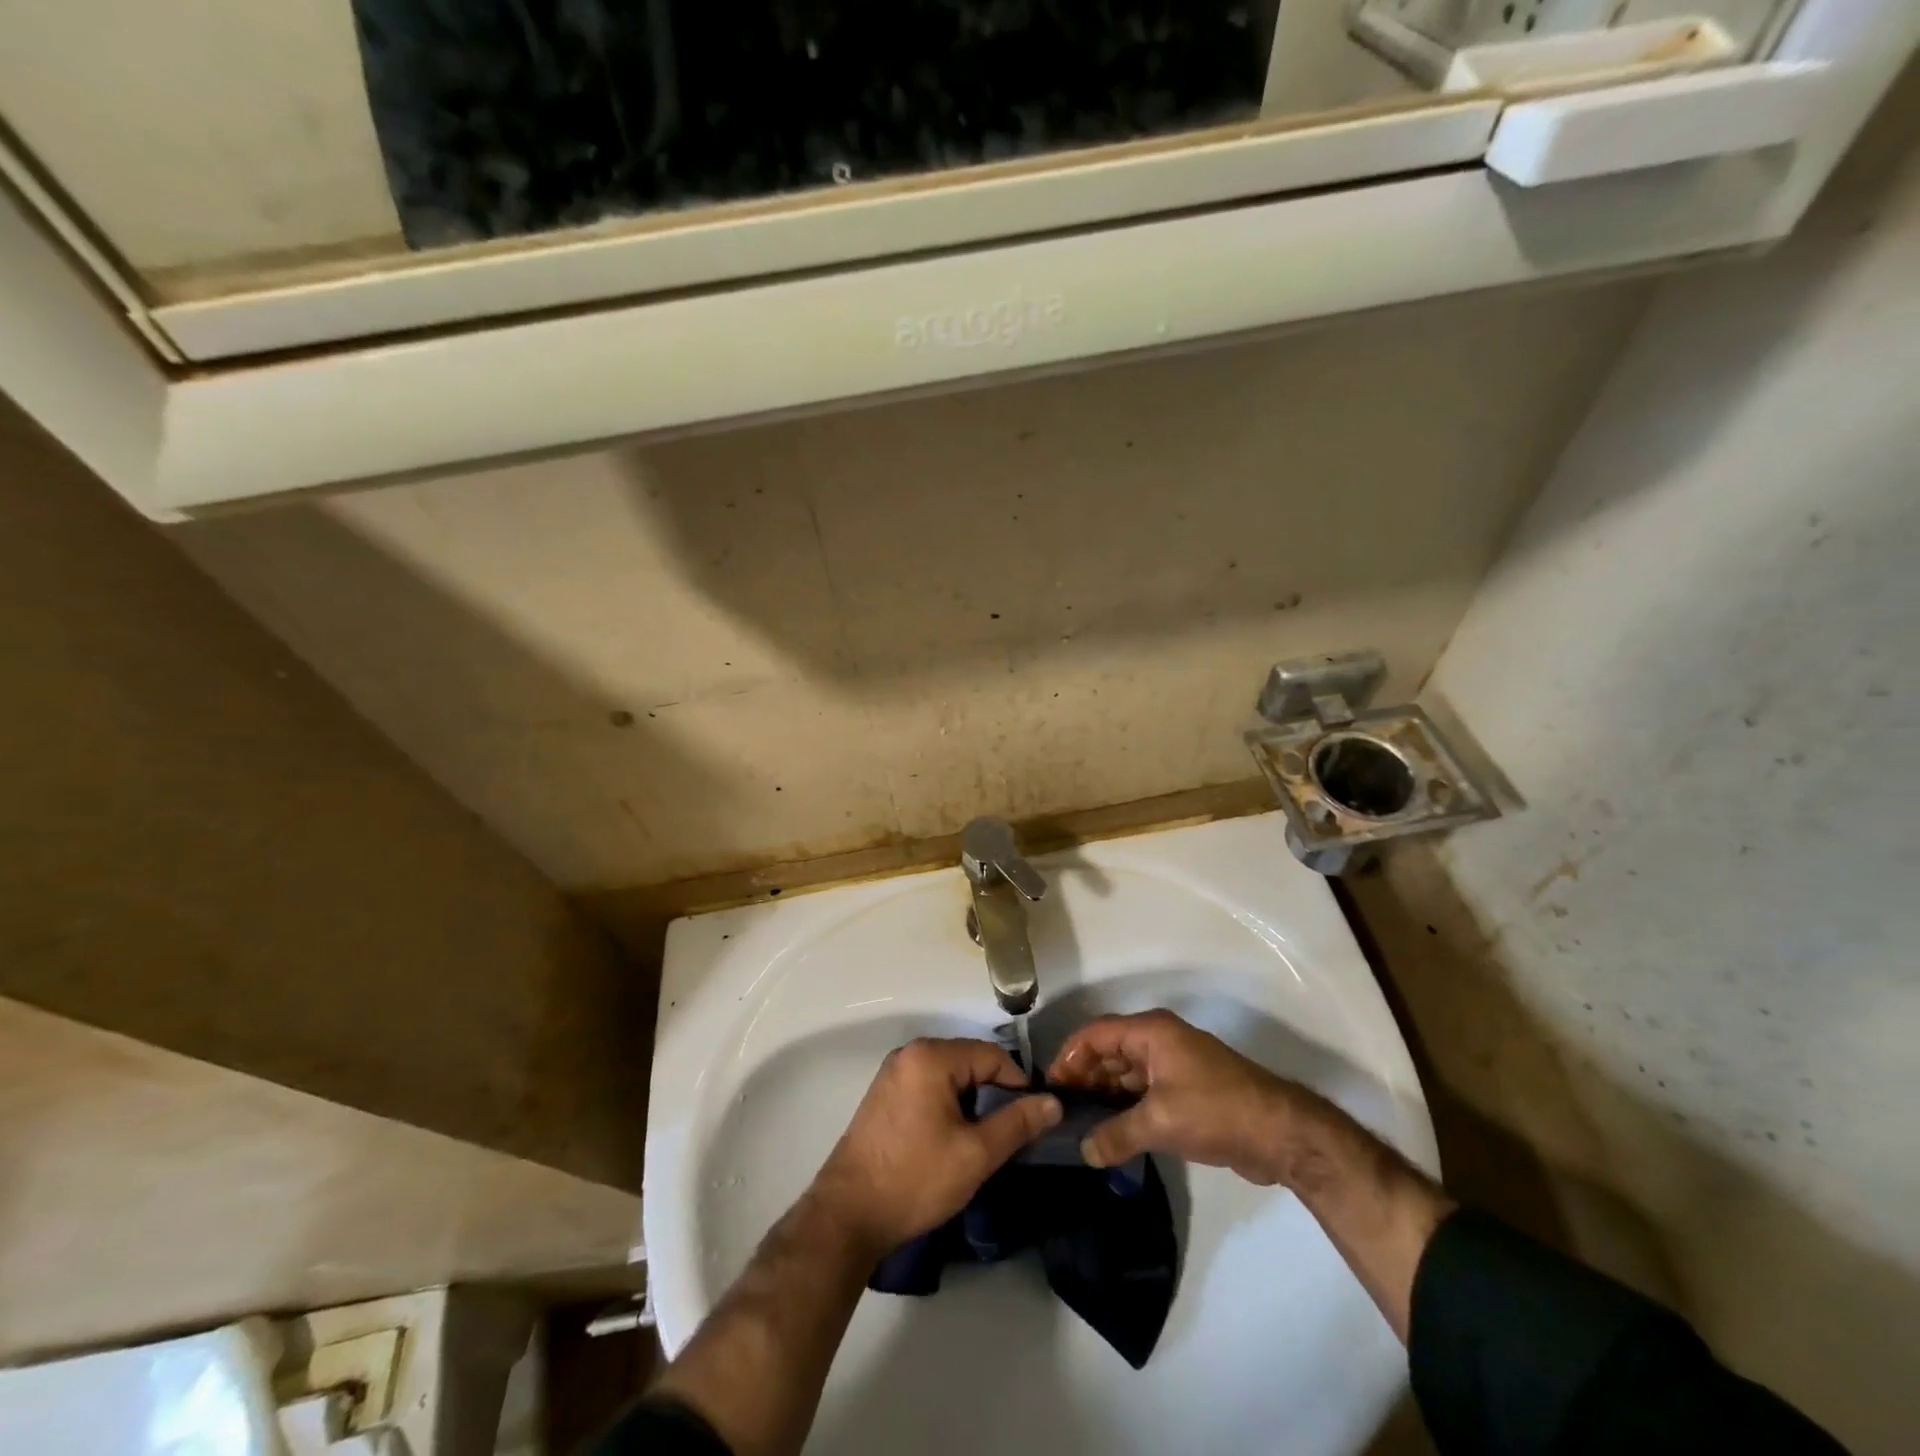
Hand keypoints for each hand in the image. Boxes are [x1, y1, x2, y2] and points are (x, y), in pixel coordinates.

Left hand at [810, 1038, 1060, 1257]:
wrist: (848, 1215)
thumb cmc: (916, 1178)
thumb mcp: (976, 1153)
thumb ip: (1017, 1123)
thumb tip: (1053, 1102)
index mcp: (931, 1057)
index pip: (992, 1055)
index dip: (1018, 1084)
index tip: (1032, 1120)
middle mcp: (910, 1054)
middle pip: (969, 1062)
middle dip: (994, 1093)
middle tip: (1009, 1134)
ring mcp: (893, 1073)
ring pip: (950, 1077)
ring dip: (971, 1101)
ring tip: (983, 1140)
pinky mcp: (884, 1095)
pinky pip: (929, 1087)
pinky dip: (948, 1105)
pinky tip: (951, 1140)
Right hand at [1048, 1010, 1296, 1182]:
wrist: (1280, 1133)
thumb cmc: (1215, 1111)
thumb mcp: (1160, 1122)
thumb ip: (1116, 1134)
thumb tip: (1084, 1150)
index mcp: (1151, 1032)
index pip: (1096, 1034)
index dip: (1069, 1057)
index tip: (1049, 1087)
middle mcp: (1159, 1041)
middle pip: (1109, 1052)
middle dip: (1084, 1078)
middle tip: (1060, 1111)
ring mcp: (1173, 1066)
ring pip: (1126, 1074)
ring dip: (1104, 1095)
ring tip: (1078, 1124)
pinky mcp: (1185, 1091)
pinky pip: (1143, 1092)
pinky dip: (1125, 1107)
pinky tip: (1109, 1132)